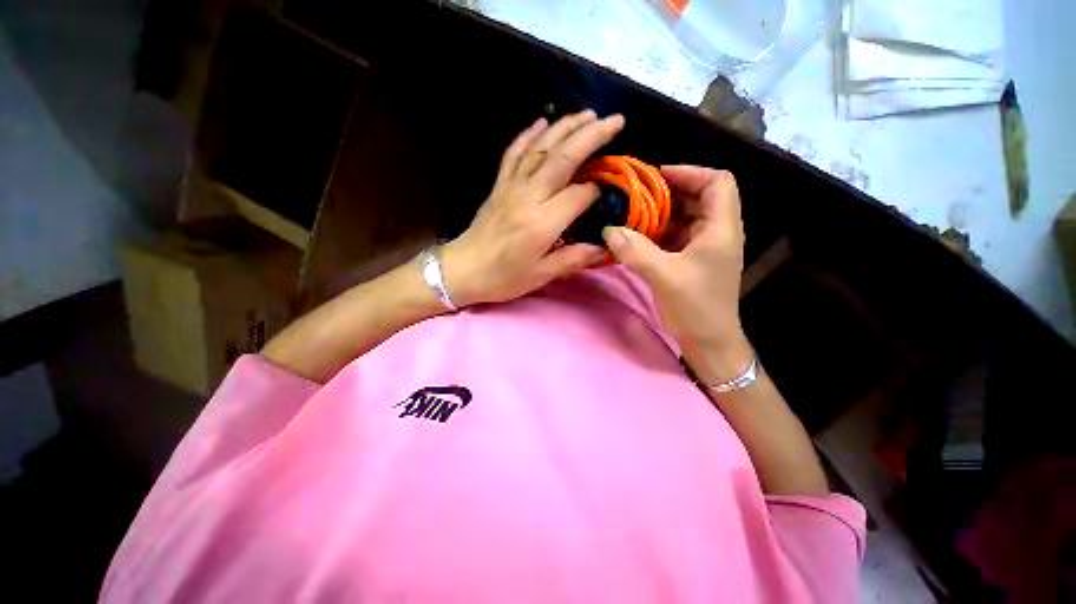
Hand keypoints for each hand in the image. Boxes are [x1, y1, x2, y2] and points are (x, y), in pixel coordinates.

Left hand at [442, 110, 625, 305]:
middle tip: (615, 120)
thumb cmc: (503, 277)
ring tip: (588, 114)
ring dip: (565, 127)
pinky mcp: (499, 185)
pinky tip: (542, 121)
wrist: (463, 270)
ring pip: (540, 148)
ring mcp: (511, 186)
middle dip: (591, 136)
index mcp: (542, 222)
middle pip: (563, 158)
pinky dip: (528, 134)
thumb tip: (605, 248)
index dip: (599, 188)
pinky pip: (514, 153)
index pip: (580, 194)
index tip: (613, 189)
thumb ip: (574, 259)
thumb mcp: (541, 275)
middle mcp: (528, 196)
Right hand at [603, 166, 751, 381]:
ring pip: (683, 217)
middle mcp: (716, 232)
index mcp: (721, 228)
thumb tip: (608, 229)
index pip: (717, 182)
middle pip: (698, 197)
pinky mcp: (692, 260)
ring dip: (659, 214)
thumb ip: (636, 250)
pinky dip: (656, 233)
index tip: (656, 178)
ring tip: (632, 215)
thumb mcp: (665, 276)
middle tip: (636, 196)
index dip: (689, 173)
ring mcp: (704, 247)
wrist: (709, 341)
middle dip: (667, 193)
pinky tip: (636, 237)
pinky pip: (674, 236)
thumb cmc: (696, 307)